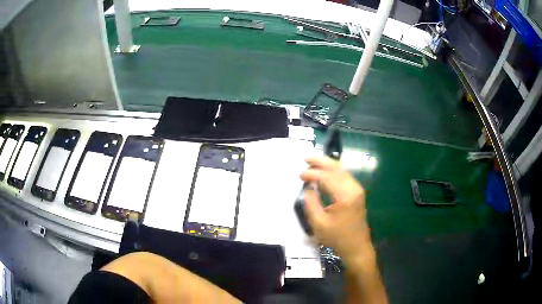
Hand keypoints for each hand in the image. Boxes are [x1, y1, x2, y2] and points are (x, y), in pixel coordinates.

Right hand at [300, 156, 370, 259]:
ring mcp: (357, 190)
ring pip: (341, 171)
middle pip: (337, 168)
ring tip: (312, 162)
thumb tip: (308, 187)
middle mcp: (354, 188)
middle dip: (321, 161)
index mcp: (346, 195)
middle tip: (306, 157)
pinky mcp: (357, 193)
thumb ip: (311, 202)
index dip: (312, 174)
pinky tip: (324, 172)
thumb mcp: (318, 223)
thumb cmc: (337, 237)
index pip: (327, 177)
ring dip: (327, 165)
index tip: (299, 175)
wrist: (357, 247)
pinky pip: (344, 177)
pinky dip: (333, 172)